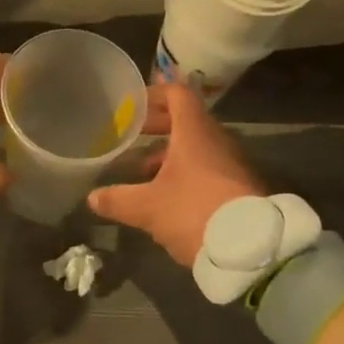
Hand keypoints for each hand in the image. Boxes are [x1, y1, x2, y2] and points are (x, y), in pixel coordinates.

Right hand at [88, 81, 263, 264]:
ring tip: (144, 171)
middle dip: (158, 125)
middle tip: (133, 135)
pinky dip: (187, 170)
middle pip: (186, 120)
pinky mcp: (240, 186)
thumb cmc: (195, 212)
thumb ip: (118, 200)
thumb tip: (92, 197)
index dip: (155, 94)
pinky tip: (169, 195)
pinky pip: (209, 166)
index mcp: (195, 132)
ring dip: (171, 152)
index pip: (178, 94)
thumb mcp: (148, 208)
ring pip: (197, 145)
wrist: (251, 249)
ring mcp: (231, 163)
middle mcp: (216, 140)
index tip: (133, 104)